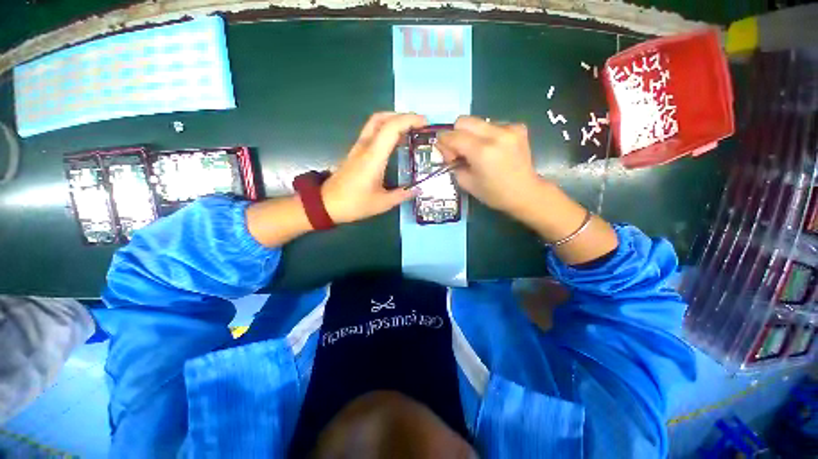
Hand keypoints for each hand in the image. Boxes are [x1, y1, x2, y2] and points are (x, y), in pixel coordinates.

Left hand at [321, 112, 425, 223]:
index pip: (391, 128)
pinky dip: (386, 129)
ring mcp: (358, 148)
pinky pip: (372, 132)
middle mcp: (365, 147)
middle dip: (402, 116)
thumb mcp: (382, 203)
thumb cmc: (354, 204)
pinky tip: (395, 141)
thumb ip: (402, 195)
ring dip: (393, 120)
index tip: (425, 123)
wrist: (326, 204)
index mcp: (373, 157)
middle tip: (419, 124)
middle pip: (382, 118)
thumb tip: (418, 189)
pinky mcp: (356, 152)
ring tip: (410, 130)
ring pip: (375, 122)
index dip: (409, 120)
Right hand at [436, 116, 542, 216]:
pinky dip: (487, 135)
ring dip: (472, 135)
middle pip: (463, 121)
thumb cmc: (494, 193)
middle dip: (456, 134)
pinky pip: (493, 125)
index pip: (453, 136)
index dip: (444, 143)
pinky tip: (493, 149)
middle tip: (460, 151)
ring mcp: (509, 128)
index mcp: (481, 151)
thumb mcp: (466, 183)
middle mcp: (496, 134)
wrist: (525, 193)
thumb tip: (449, 152)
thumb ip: (453, 164)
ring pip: (478, 122)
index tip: (447, 155)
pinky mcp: (518, 127)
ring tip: (478, 152)